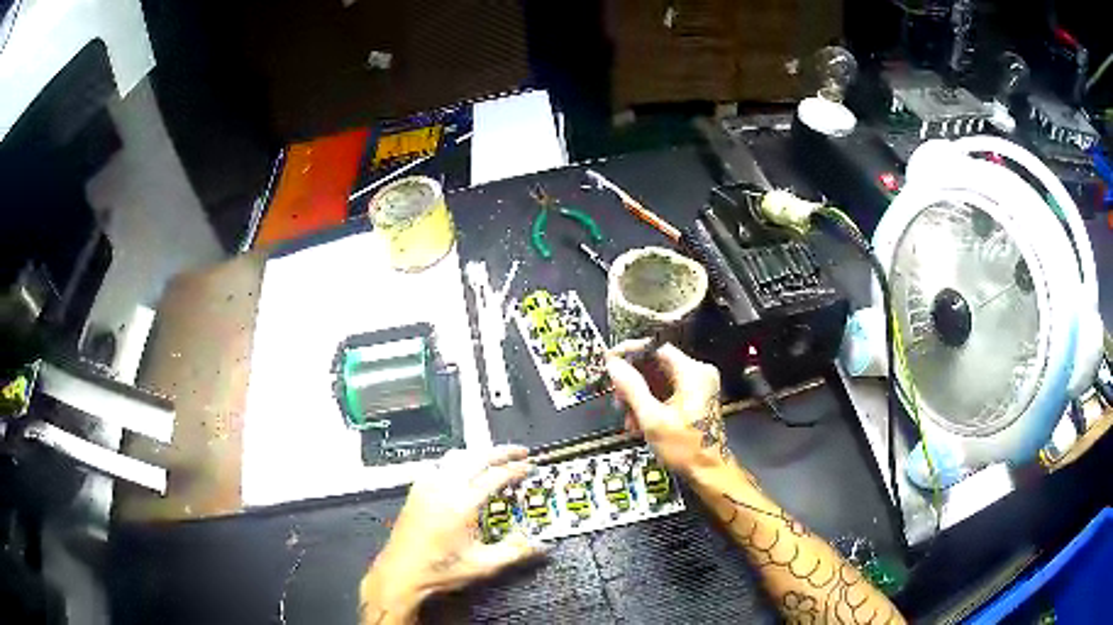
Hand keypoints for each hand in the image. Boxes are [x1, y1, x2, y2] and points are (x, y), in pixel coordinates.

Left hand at [360, 445, 541, 622]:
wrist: (401, 572)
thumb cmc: (442, 570)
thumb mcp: (483, 565)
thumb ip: (515, 552)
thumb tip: (542, 544)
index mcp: (462, 503)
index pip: (494, 475)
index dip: (515, 468)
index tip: (530, 466)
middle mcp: (444, 487)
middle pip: (476, 457)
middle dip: (500, 452)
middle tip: (520, 452)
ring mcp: (427, 486)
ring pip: (456, 457)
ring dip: (478, 454)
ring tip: (494, 459)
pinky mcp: (416, 490)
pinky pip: (440, 465)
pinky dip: (458, 462)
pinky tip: (462, 472)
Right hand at [605, 341, 729, 475]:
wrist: (708, 471)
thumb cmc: (684, 447)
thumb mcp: (652, 418)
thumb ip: (631, 387)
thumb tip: (614, 365)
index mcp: (693, 372)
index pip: (656, 347)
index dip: (631, 352)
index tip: (611, 361)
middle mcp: (699, 373)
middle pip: (656, 363)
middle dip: (633, 381)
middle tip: (617, 398)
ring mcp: (698, 385)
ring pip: (659, 378)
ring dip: (640, 395)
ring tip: (628, 417)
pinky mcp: (696, 397)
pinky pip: (667, 390)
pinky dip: (652, 402)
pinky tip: (639, 421)